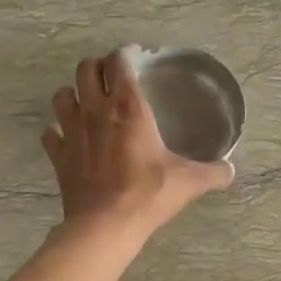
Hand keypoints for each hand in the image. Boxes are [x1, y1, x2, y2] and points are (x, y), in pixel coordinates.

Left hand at [43, 47, 233, 244]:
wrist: (106, 225)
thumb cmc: (148, 194)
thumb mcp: (188, 182)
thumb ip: (213, 172)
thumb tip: (230, 170)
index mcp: (128, 106)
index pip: (119, 62)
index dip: (125, 55)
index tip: (134, 59)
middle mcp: (96, 110)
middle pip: (86, 69)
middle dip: (97, 69)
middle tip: (111, 79)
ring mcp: (72, 131)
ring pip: (62, 95)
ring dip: (73, 94)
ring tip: (86, 105)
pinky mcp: (58, 155)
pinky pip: (50, 133)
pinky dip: (58, 132)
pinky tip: (69, 139)